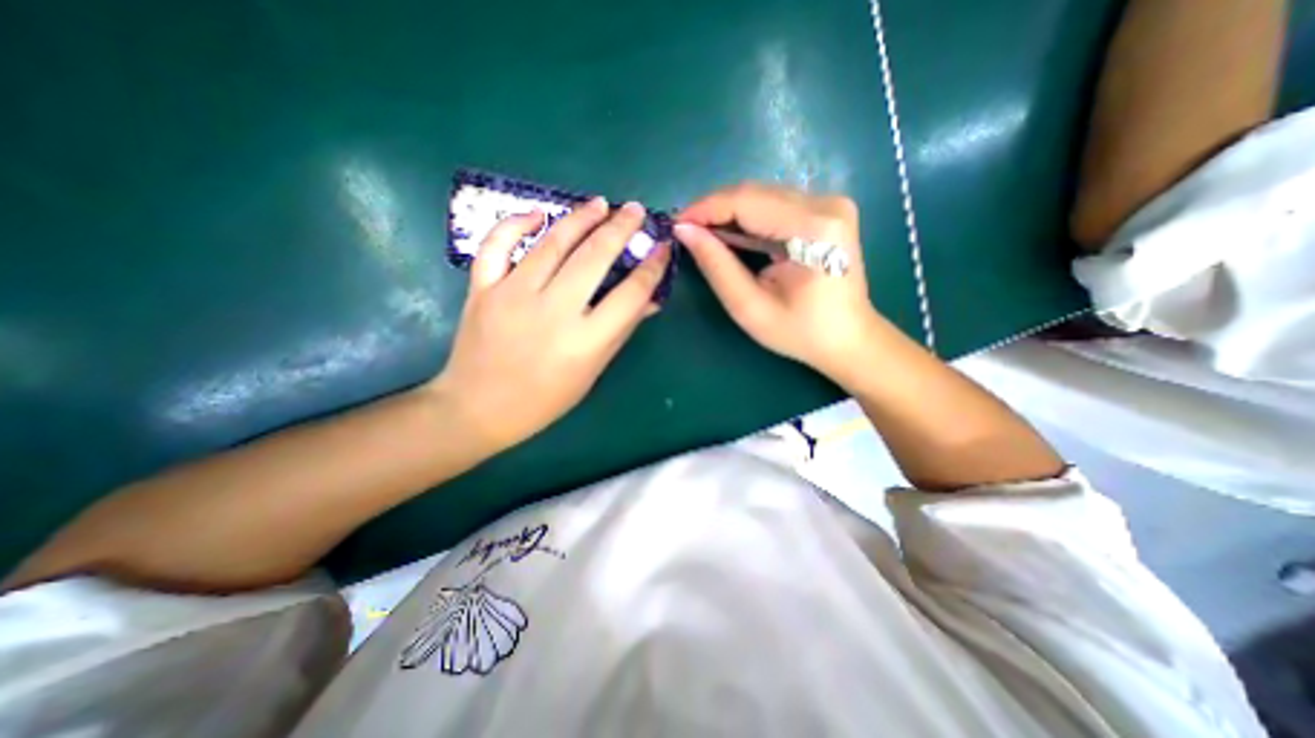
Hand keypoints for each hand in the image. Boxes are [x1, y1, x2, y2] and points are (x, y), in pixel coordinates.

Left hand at [434, 195, 672, 450]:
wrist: (479, 408)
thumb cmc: (545, 399)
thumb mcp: (591, 371)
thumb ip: (621, 331)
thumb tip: (651, 301)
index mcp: (585, 340)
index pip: (631, 293)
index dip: (651, 267)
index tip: (661, 248)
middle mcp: (552, 311)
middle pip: (594, 257)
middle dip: (621, 228)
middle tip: (635, 210)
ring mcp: (513, 295)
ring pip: (552, 243)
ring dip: (580, 217)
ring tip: (600, 203)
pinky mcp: (482, 289)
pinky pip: (497, 245)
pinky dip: (515, 223)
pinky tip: (537, 214)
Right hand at [678, 182, 881, 379]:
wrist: (849, 339)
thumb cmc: (799, 332)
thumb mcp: (749, 307)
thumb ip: (716, 265)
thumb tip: (684, 231)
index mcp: (813, 228)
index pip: (746, 201)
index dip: (705, 208)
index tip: (676, 224)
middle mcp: (826, 203)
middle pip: (755, 192)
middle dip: (714, 210)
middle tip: (686, 231)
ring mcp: (830, 203)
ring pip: (763, 195)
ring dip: (729, 213)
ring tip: (704, 235)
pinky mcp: (828, 209)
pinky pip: (776, 204)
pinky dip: (749, 218)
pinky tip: (732, 235)